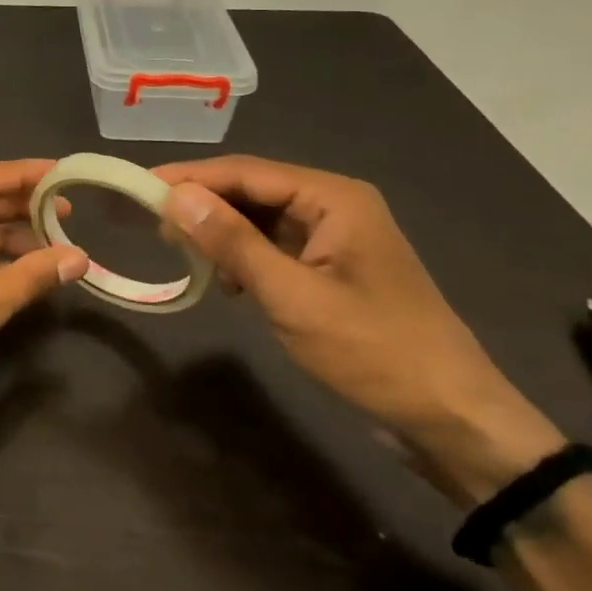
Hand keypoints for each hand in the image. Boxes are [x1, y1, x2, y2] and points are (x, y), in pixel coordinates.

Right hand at [155, 156, 563, 503]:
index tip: (140, 187)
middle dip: (204, 205)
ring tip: (181, 251)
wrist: (451, 419)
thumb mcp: (293, 297)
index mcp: (334, 198)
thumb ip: (233, 243)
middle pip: (253, 190)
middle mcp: (334, 206)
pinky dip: (244, 259)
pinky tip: (225, 282)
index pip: (247, 172)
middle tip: (154, 225)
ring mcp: (334, 240)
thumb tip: (176, 197)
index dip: (191, 177)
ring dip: (222, 233)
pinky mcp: (331, 271)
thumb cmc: (374, 351)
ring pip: (261, 220)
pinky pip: (274, 248)